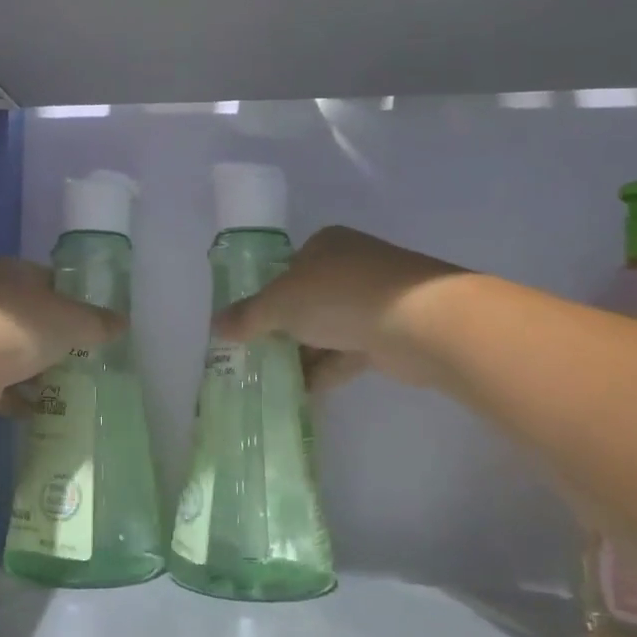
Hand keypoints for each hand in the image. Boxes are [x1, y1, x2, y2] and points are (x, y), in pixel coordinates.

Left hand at [0, 258, 125, 421]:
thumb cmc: (19, 326)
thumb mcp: (72, 322)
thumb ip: (98, 323)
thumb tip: (123, 323)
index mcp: (12, 272)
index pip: (46, 279)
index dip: (69, 299)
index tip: (87, 322)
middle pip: (27, 315)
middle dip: (49, 337)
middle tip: (77, 355)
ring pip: (9, 349)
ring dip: (31, 367)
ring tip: (60, 385)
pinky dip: (13, 395)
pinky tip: (34, 410)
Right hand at [213, 226, 463, 390]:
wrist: (420, 321)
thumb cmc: (340, 296)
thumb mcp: (281, 303)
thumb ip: (248, 315)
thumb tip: (215, 325)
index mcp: (325, 245)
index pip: (287, 269)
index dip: (265, 297)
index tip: (248, 327)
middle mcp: (350, 266)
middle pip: (307, 300)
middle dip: (283, 330)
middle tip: (256, 357)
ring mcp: (374, 300)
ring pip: (328, 328)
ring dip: (304, 353)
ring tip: (272, 380)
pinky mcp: (390, 333)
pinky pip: (348, 352)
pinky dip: (327, 370)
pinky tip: (304, 391)